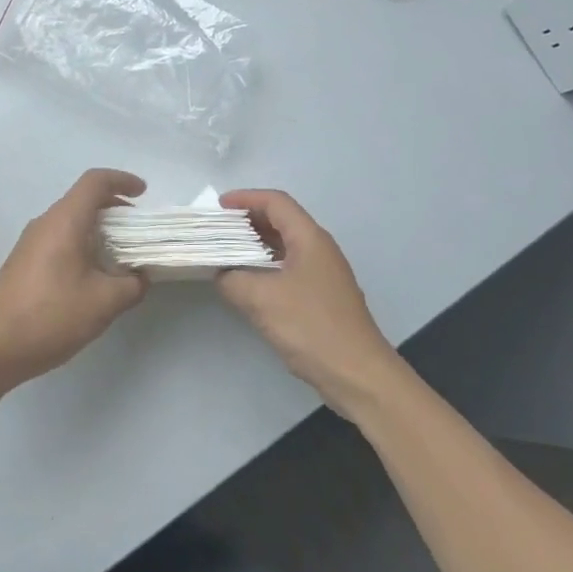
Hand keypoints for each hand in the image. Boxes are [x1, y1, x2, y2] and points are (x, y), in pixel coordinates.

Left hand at [0, 168, 148, 389]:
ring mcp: (29, 243)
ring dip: (97, 229)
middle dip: (114, 208)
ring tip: (119, 255)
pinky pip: (57, 240)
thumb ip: (132, 284)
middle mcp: (44, 224)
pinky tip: (92, 275)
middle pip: (82, 200)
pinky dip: (80, 244)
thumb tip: (139, 277)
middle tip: (138, 230)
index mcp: (64, 221)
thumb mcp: (106, 302)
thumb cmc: (53, 316)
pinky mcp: (23, 262)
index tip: (143, 193)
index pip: (94, 182)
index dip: (121, 180)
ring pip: (69, 221)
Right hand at [216, 189, 400, 417]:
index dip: (246, 198)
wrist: (356, 373)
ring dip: (255, 245)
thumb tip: (221, 273)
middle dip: (248, 220)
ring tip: (224, 252)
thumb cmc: (310, 326)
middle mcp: (319, 249)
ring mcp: (322, 274)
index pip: (276, 202)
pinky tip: (246, 283)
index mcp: (310, 239)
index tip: (217, 207)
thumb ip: (233, 279)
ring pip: (284, 246)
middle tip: (216, 229)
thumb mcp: (261, 299)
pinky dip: (265, 267)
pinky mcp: (321, 297)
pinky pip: (288, 268)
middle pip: (281, 221)